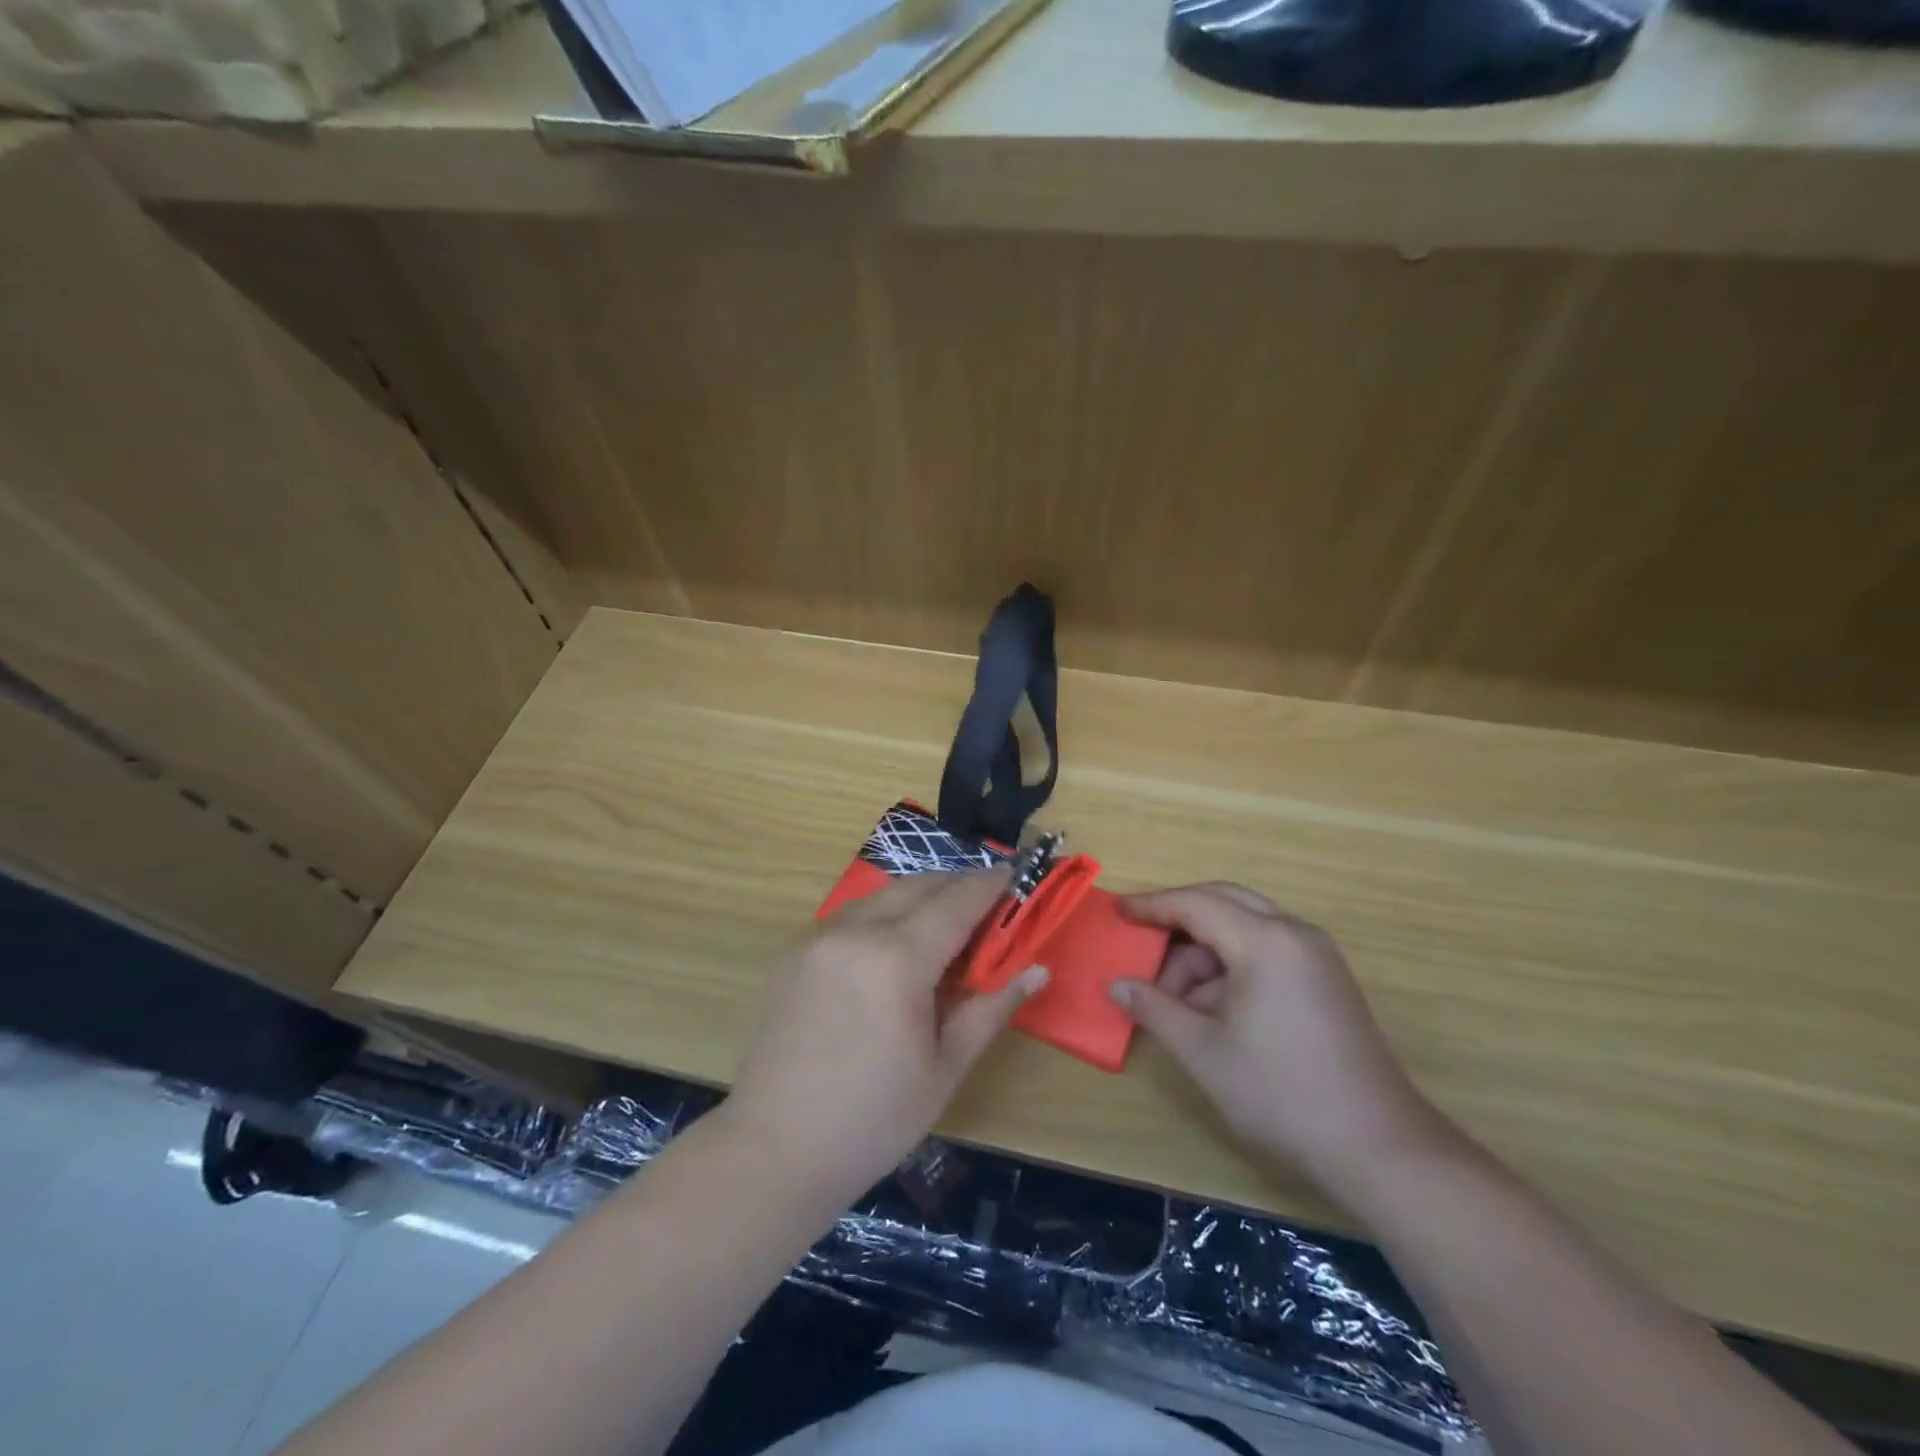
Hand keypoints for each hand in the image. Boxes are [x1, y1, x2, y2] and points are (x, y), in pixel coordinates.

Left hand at [726, 869, 1046, 1199]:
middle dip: (956, 885)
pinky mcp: (792, 951)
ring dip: (918, 897)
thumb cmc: (874, 1119)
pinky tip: (891, 947)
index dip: (989, 885)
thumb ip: (991, 1008)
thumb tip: (1037, 969)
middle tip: (985, 901)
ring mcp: (817, 937)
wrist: (775, 1149)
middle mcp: (855, 932)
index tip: (1016, 873)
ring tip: (943, 922)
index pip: (956, 903)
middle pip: (918, 887)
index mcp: (897, 960)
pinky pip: (849, 916)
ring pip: (881, 895)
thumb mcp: (945, 1068)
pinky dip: (881, 915)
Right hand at [1110, 882, 1442, 1192]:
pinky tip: (1212, 1009)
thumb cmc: (1281, 1093)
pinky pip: (1267, 951)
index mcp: (1265, 941)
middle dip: (1178, 920)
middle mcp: (1295, 934)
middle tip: (1141, 942)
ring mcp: (1316, 956)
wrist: (1379, 1148)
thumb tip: (1116, 985)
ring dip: (1205, 954)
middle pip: (1224, 903)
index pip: (1196, 904)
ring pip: (1245, 929)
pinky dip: (1232, 968)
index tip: (1117, 912)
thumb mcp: (1204, 1051)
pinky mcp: (1326, 980)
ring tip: (1175, 1001)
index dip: (1152, 906)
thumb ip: (1154, 1009)